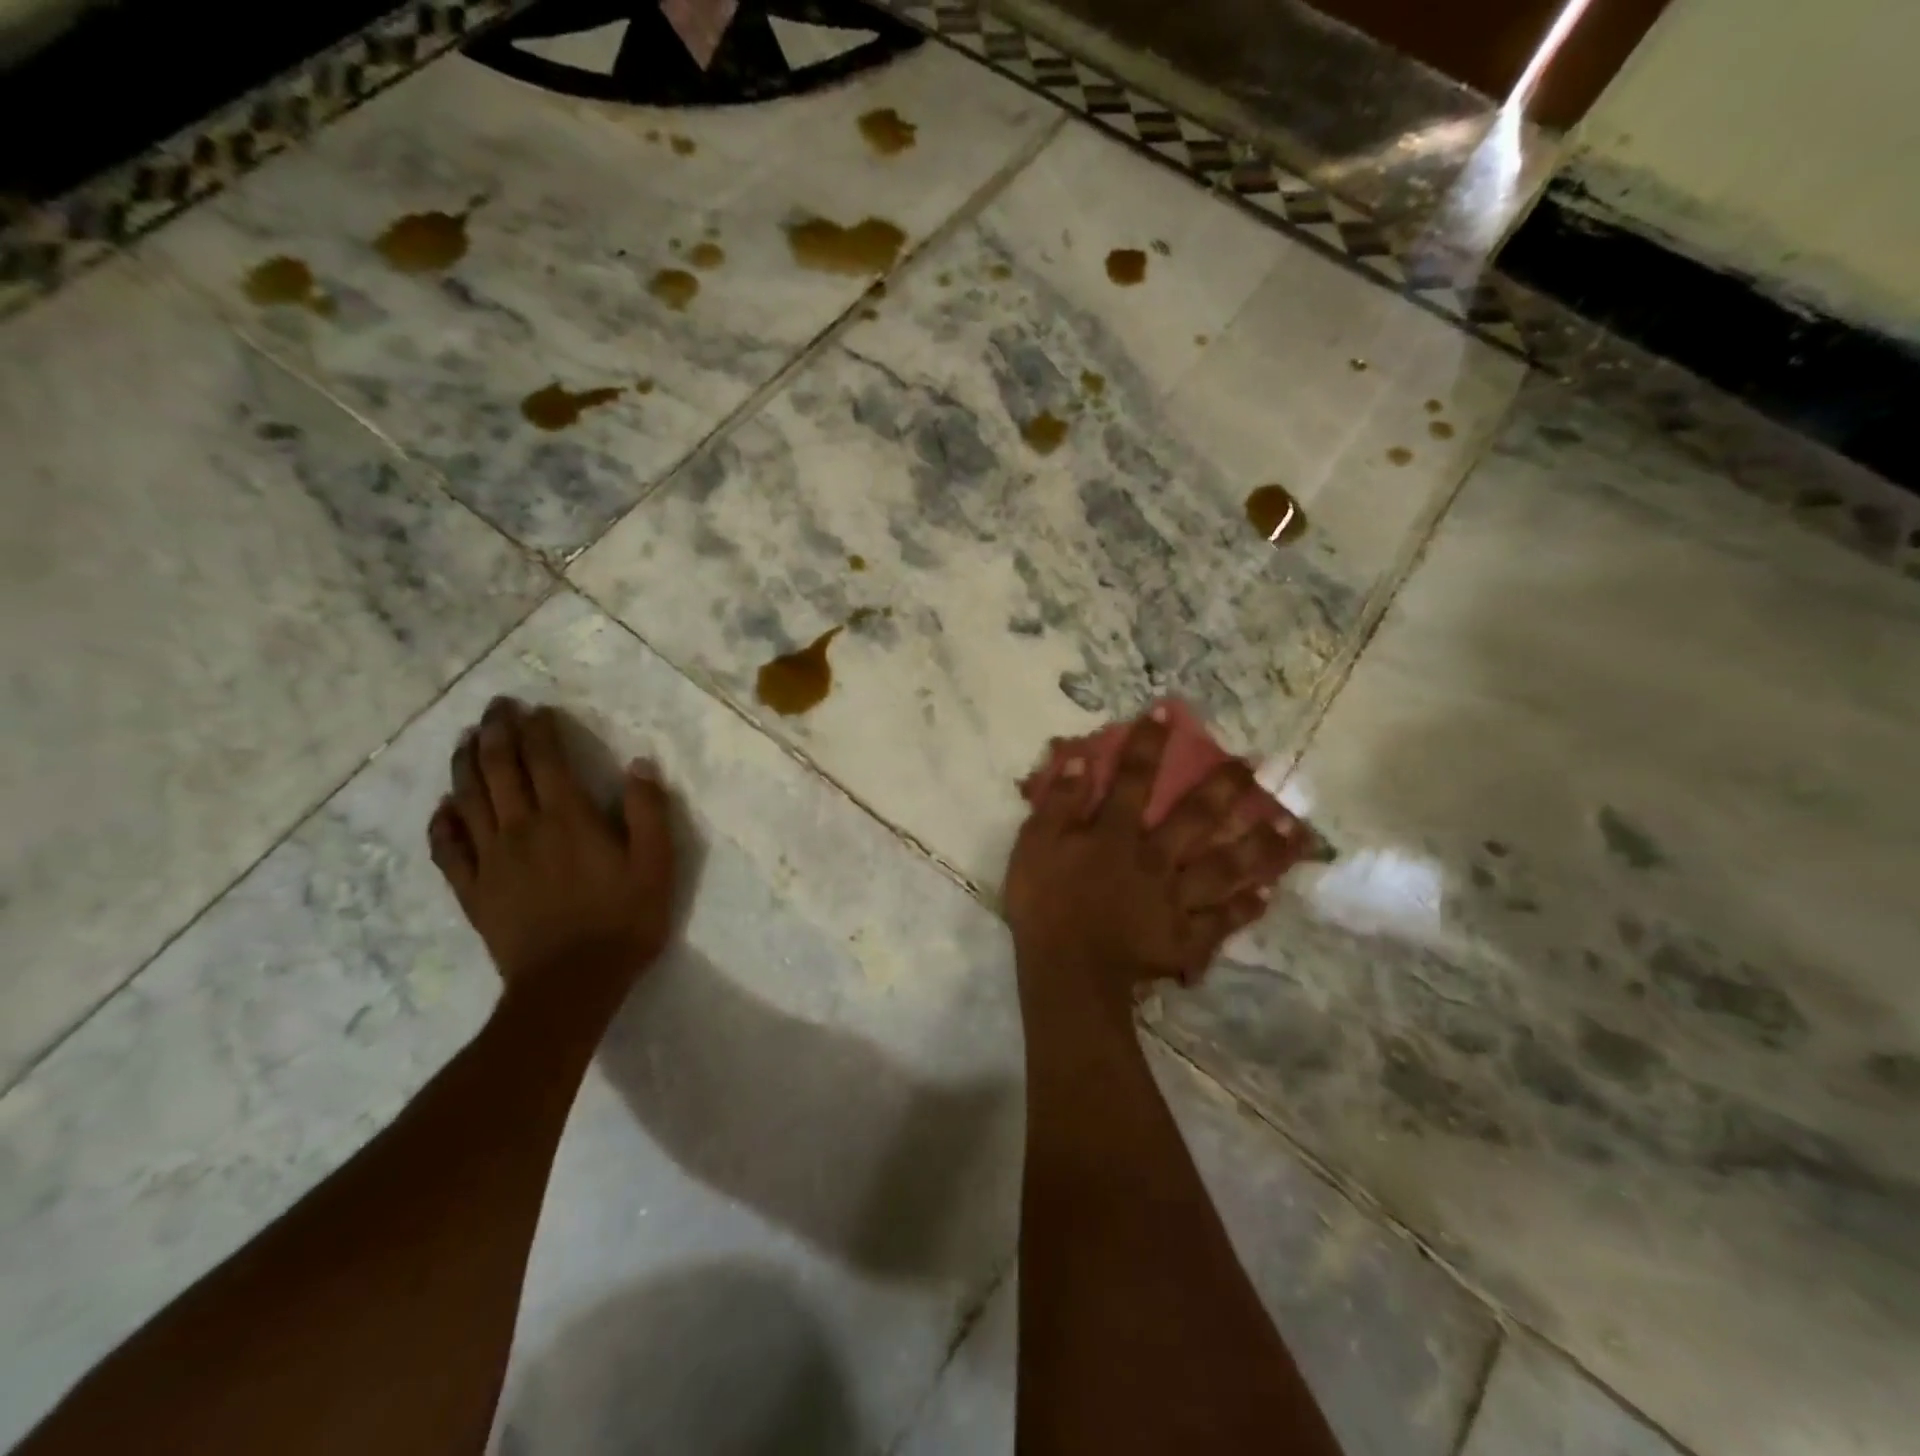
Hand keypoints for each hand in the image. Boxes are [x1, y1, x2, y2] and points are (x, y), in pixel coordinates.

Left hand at [428, 697, 676, 1010]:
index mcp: (568, 818)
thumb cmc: (623, 922)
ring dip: (465, 763)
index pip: (545, 759)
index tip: (536, 708)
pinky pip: (447, 847)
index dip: (538, 729)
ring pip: (468, 798)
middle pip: (499, 768)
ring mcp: (490, 859)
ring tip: (466, 740)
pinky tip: (444, 807)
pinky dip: (442, 821)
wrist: (570, 985)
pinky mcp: (473, 890)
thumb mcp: (656, 865)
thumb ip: (649, 811)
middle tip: (495, 707)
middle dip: (496, 731)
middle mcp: (522, 828)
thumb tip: (639, 764)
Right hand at [1004, 706, 1306, 1011]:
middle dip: (1225, 788)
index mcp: (1116, 834)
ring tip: (1293, 828)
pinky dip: (1244, 909)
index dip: (1149, 744)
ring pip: (1224, 868)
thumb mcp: (1035, 845)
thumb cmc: (1044, 904)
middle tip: (1257, 767)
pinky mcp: (1185, 939)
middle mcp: (1155, 859)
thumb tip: (1078, 758)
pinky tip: (1266, 895)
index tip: (1168, 712)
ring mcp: (1176, 900)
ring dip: (1259, 846)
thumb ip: (1058, 802)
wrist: (1065, 971)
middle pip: (1196, 818)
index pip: (1133, 779)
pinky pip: (1220, 921)